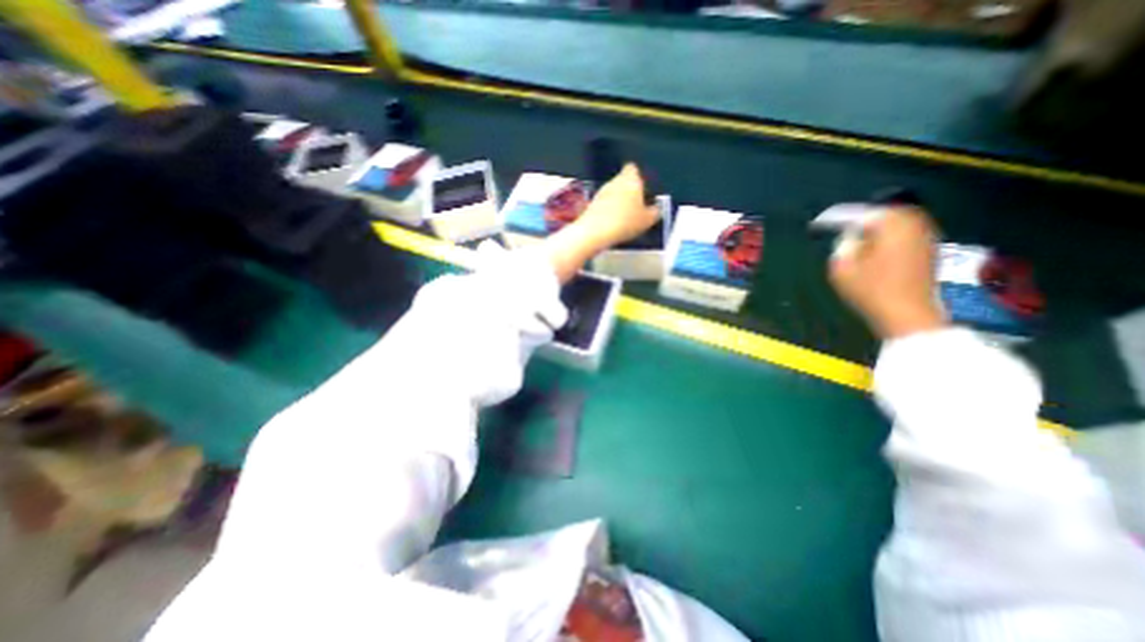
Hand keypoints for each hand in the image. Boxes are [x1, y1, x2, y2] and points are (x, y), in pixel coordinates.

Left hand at [546, 164, 662, 283]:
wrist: (595, 231)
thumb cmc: (626, 222)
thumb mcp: (648, 220)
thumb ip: (655, 211)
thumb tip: (656, 209)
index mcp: (631, 179)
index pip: (633, 168)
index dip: (637, 177)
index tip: (642, 189)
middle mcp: (614, 181)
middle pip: (622, 181)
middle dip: (628, 191)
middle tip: (636, 207)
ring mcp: (601, 191)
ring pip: (613, 192)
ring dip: (618, 201)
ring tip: (625, 218)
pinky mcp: (592, 203)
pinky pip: (604, 203)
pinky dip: (608, 210)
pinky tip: (613, 223)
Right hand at [829, 209, 942, 341]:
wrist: (908, 314)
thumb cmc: (871, 290)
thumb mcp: (842, 267)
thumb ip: (842, 245)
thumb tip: (851, 237)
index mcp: (891, 224)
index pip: (856, 214)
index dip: (833, 218)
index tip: (817, 224)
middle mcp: (913, 223)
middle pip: (880, 214)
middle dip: (859, 219)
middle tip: (838, 225)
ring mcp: (926, 235)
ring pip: (894, 223)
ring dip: (874, 227)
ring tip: (854, 236)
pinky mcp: (930, 249)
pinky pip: (903, 234)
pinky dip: (886, 236)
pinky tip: (874, 246)